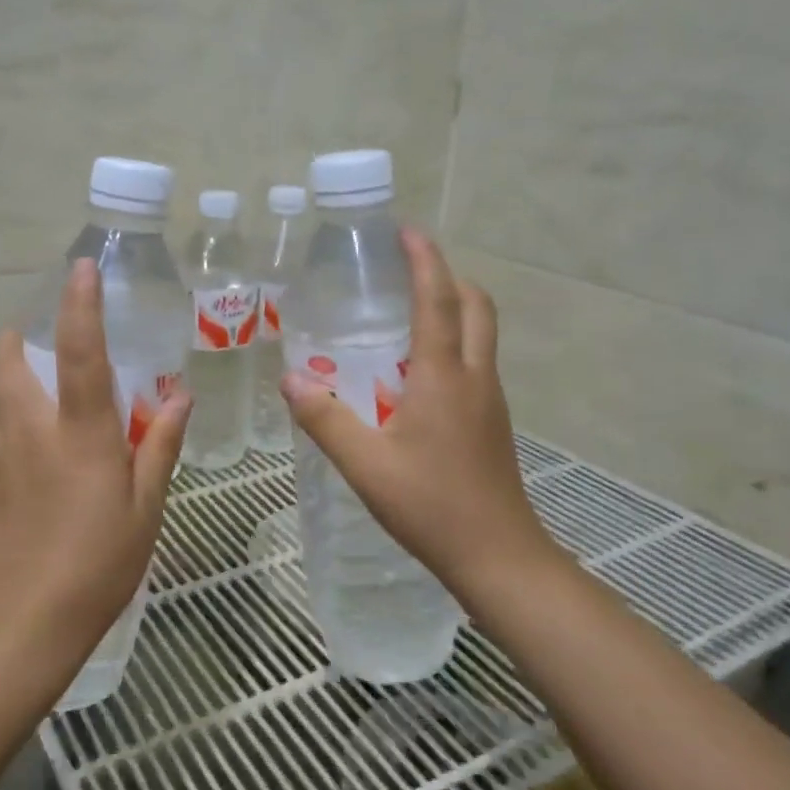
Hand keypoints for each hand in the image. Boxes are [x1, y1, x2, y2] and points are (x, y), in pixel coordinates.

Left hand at [0, 259, 191, 654]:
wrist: (26, 619)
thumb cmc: (99, 561)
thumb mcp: (146, 506)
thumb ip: (160, 444)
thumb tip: (181, 398)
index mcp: (80, 433)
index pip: (80, 353)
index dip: (81, 305)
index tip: (82, 269)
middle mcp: (29, 429)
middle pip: (2, 357)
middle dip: (15, 334)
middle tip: (39, 339)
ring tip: (20, 371)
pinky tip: (4, 420)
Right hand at [281, 230, 556, 600]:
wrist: (498, 557)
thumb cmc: (431, 506)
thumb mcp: (366, 464)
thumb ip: (325, 420)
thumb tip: (290, 380)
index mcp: (445, 375)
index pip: (438, 300)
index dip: (425, 260)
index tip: (407, 232)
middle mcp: (475, 376)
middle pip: (476, 306)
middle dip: (448, 277)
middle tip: (409, 270)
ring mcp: (490, 400)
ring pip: (481, 333)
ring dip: (454, 308)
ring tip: (407, 312)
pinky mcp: (493, 422)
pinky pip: (476, 362)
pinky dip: (454, 343)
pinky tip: (417, 373)